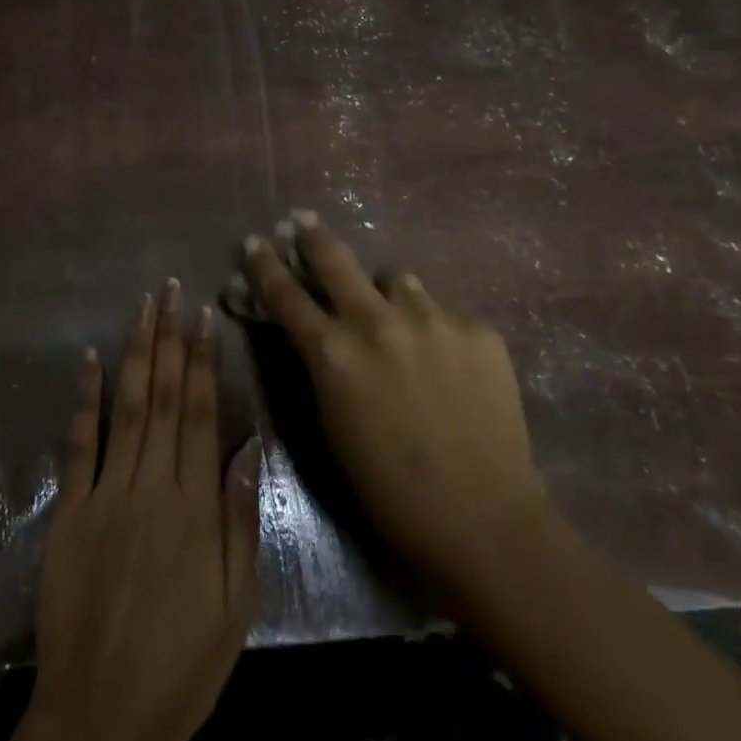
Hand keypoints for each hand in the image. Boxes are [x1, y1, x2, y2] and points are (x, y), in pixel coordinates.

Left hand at [0, 281, 261, 740]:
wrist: (102, 714)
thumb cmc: (182, 663)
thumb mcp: (236, 602)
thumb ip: (241, 519)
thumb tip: (249, 446)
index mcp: (195, 504)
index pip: (202, 413)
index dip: (203, 360)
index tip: (204, 316)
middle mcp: (151, 484)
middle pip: (164, 396)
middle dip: (169, 338)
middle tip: (170, 289)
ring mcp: (105, 493)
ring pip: (126, 406)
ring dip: (135, 352)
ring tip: (142, 308)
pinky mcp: (69, 512)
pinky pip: (78, 445)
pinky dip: (84, 399)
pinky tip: (89, 360)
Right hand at [237, 211, 549, 599]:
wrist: (485, 521)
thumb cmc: (390, 490)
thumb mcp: (332, 425)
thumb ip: (319, 366)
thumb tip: (310, 332)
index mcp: (333, 352)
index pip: (285, 293)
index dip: (264, 265)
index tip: (254, 242)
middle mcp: (377, 321)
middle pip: (334, 257)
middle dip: (311, 234)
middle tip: (301, 219)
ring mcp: (432, 318)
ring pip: (396, 279)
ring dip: (385, 292)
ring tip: (395, 317)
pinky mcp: (477, 329)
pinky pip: (441, 310)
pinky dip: (432, 326)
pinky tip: (446, 361)